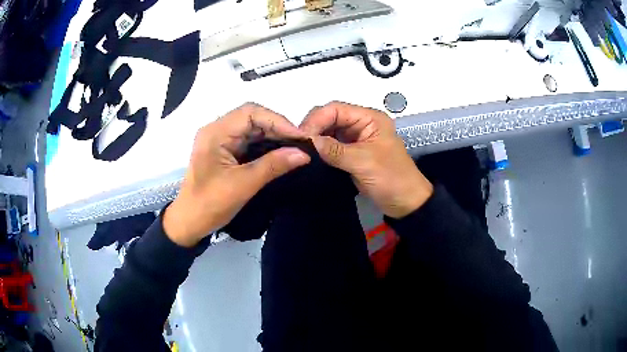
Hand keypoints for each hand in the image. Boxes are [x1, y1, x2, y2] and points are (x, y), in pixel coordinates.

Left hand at [163, 103, 310, 246]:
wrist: (189, 223)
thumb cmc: (210, 204)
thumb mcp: (243, 185)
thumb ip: (273, 166)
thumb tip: (304, 154)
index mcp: (216, 133)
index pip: (251, 113)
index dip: (278, 121)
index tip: (300, 137)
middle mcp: (217, 130)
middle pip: (252, 118)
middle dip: (277, 128)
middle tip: (301, 142)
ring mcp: (220, 140)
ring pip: (252, 129)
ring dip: (273, 136)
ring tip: (295, 147)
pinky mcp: (224, 151)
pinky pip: (248, 141)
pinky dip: (266, 145)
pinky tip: (281, 152)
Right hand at [300, 102, 432, 218]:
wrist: (405, 203)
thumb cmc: (391, 179)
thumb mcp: (364, 163)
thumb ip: (335, 150)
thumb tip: (308, 141)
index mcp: (370, 118)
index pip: (336, 109)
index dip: (317, 119)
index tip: (301, 137)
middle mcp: (361, 124)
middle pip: (330, 118)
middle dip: (314, 128)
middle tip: (297, 144)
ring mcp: (356, 138)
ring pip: (329, 131)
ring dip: (315, 139)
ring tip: (300, 150)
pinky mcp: (351, 153)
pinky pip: (331, 146)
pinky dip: (320, 149)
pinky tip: (310, 156)